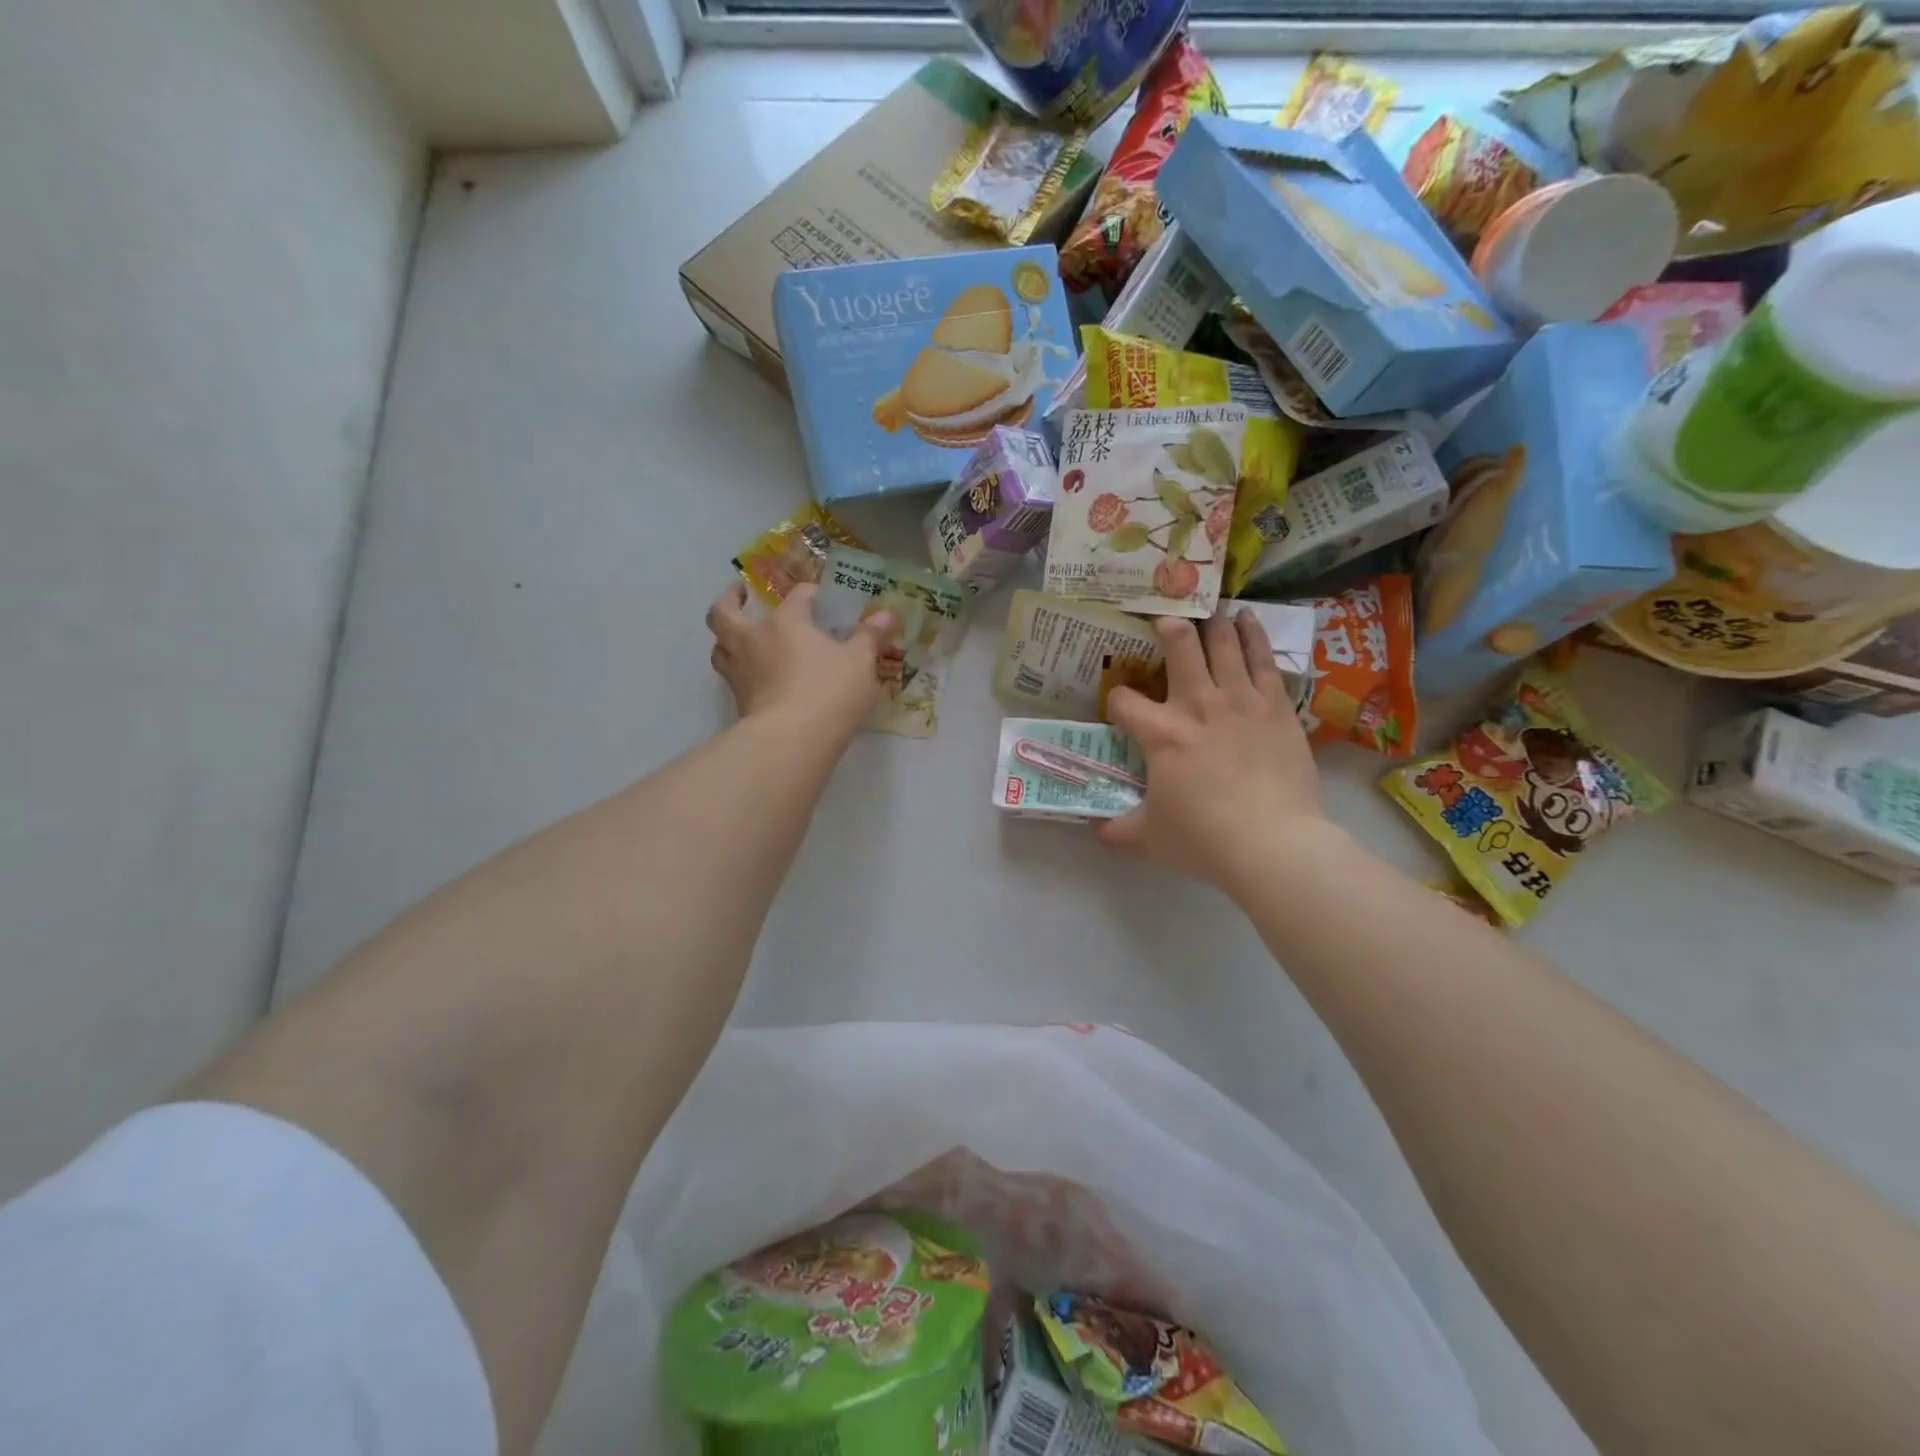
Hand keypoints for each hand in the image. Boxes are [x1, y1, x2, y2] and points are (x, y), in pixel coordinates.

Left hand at [706, 583, 894, 741]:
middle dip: (729, 599)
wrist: (793, 740)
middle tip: (740, 594)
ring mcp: (741, 673)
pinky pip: (732, 679)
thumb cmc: (830, 692)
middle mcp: (754, 640)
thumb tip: (886, 614)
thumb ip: (870, 637)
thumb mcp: (860, 662)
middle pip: (724, 613)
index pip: (797, 596)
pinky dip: (740, 672)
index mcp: (785, 622)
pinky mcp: (739, 703)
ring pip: (720, 648)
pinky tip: (757, 677)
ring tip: (740, 638)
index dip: (811, 594)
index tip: (822, 598)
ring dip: (726, 639)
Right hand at [1100, 612, 1330, 894]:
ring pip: (1222, 643)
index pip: (1123, 700)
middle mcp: (1197, 704)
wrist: (1275, 845)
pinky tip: (1247, 619)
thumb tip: (1093, 828)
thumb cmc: (1205, 841)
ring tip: (1208, 610)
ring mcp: (1240, 700)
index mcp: (1160, 733)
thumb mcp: (1147, 839)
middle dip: (1166, 628)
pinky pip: (1262, 659)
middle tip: (1163, 622)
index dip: (1115, 701)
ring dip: (1211, 623)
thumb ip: (1115, 829)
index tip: (1119, 710)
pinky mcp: (1276, 706)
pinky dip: (1253, 635)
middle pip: (1178, 646)